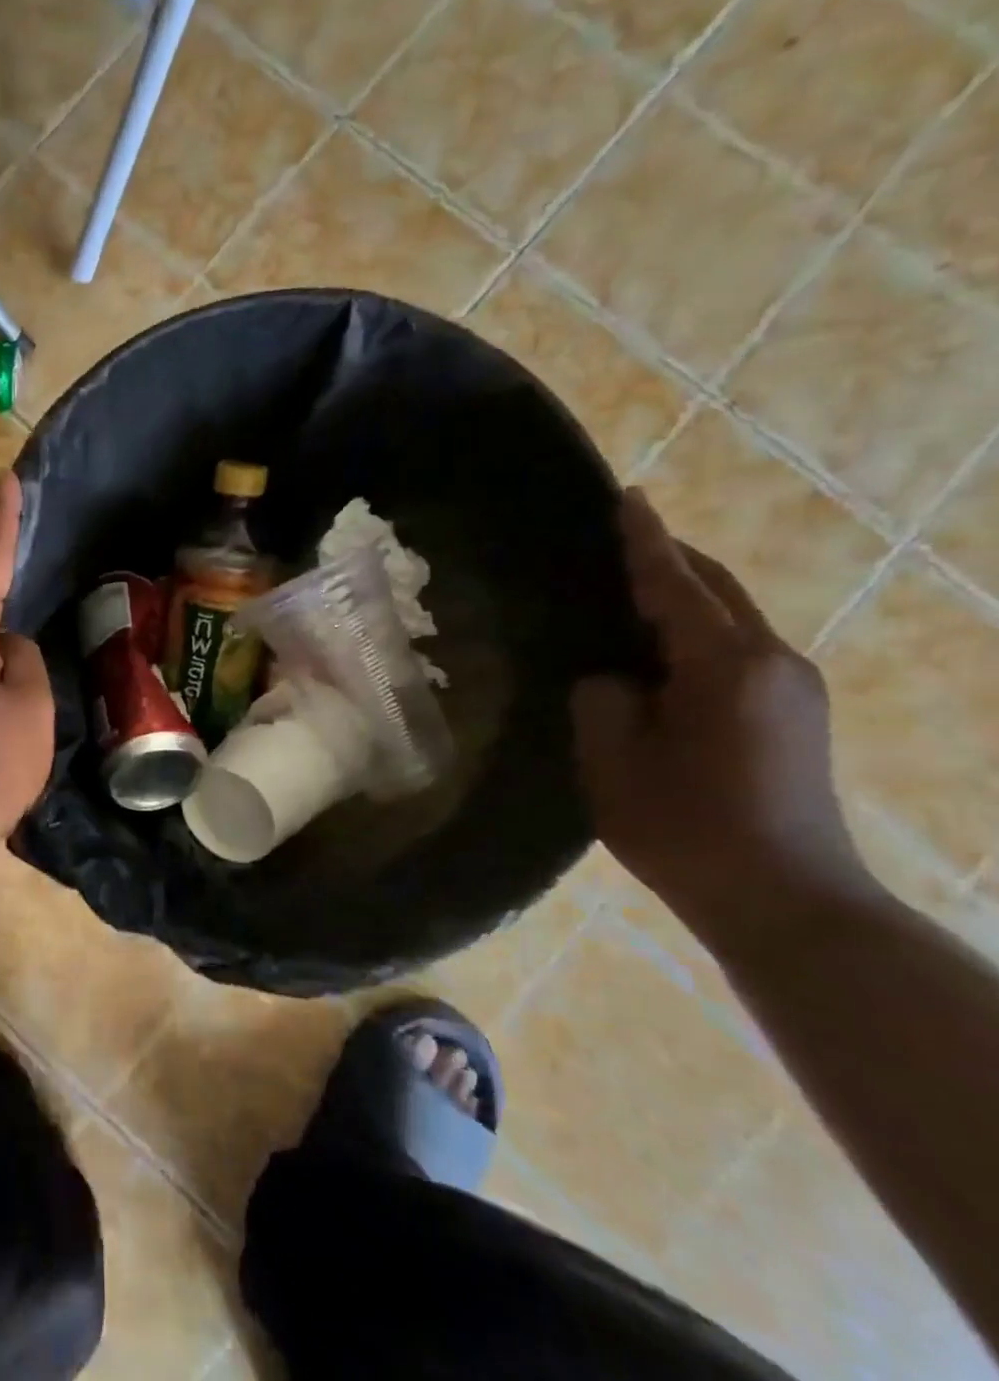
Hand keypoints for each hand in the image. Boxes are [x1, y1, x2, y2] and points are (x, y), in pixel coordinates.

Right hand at [572, 491, 864, 921]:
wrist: (785, 900)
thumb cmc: (685, 828)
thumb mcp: (614, 760)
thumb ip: (603, 700)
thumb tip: (612, 679)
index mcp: (727, 666)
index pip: (675, 586)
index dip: (644, 542)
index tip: (625, 497)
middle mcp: (774, 663)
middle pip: (717, 590)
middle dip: (670, 560)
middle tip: (620, 539)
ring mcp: (794, 690)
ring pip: (732, 620)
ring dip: (685, 598)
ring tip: (629, 594)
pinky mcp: (795, 716)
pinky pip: (739, 651)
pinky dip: (698, 634)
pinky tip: (660, 652)